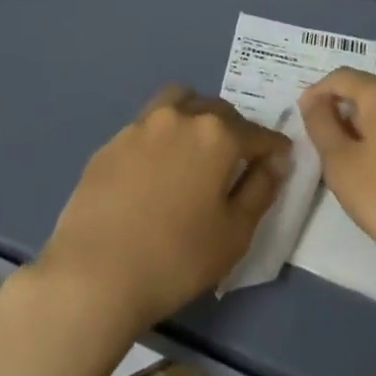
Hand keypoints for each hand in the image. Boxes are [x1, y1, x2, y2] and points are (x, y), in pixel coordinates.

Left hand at [31, 85, 288, 340]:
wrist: (93, 273)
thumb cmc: (176, 258)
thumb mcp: (234, 234)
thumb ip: (261, 190)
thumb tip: (275, 161)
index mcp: (217, 134)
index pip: (257, 133)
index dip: (273, 147)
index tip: (281, 160)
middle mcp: (180, 116)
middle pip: (218, 110)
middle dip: (235, 129)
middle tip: (238, 161)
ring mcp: (141, 124)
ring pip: (179, 103)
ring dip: (196, 116)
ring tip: (196, 150)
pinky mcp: (112, 141)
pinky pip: (148, 126)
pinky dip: (162, 137)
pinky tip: (156, 171)